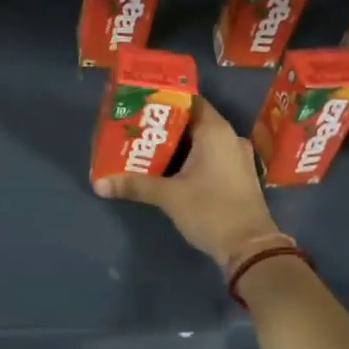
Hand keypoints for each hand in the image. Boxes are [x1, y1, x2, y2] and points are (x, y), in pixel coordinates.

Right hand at [92, 97, 278, 265]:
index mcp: (216, 131)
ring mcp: (237, 157)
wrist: (250, 248)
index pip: (190, 100)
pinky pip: (212, 156)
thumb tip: (99, 184)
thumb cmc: (210, 210)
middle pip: (193, 121)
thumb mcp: (168, 196)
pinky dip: (192, 159)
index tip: (141, 105)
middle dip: (166, 126)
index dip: (165, 100)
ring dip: (178, 145)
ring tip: (148, 148)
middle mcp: (230, 137)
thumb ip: (135, 185)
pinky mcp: (238, 176)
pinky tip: (170, 169)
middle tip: (137, 129)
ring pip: (203, 141)